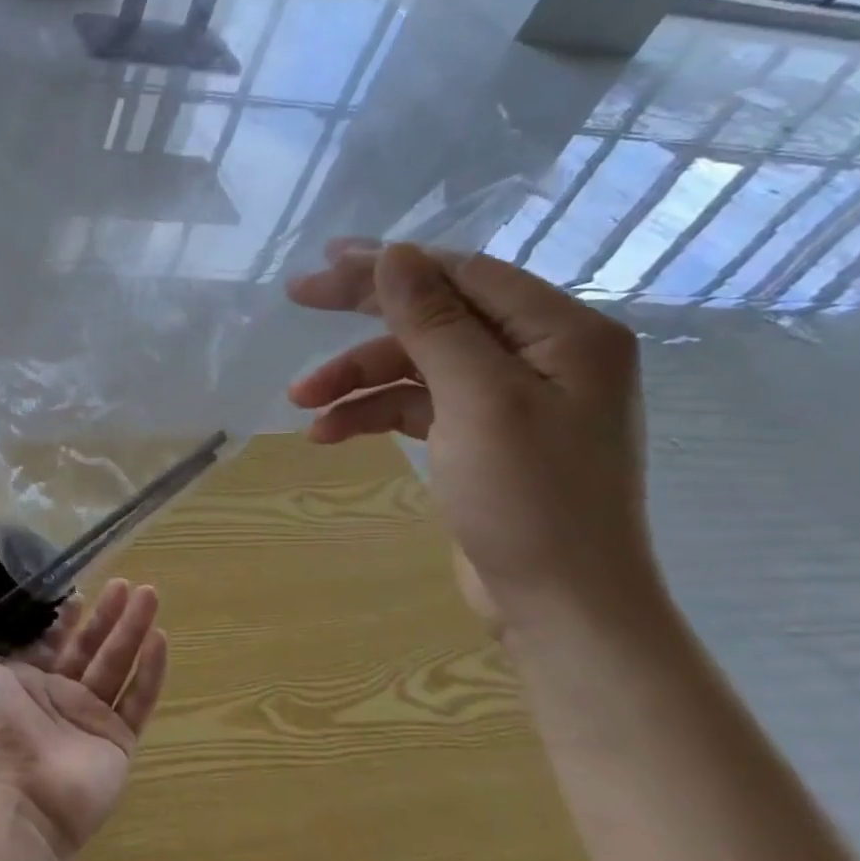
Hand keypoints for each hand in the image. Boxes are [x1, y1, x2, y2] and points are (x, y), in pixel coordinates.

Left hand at [0, 577, 167, 860]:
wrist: (19, 801)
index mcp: (28, 680)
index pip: (54, 640)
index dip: (68, 616)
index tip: (81, 589)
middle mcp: (61, 695)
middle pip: (92, 646)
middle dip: (109, 615)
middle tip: (127, 583)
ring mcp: (92, 718)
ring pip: (118, 664)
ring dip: (134, 630)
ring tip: (150, 594)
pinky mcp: (118, 740)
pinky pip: (138, 699)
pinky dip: (151, 670)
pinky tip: (160, 639)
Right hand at [287, 242, 660, 633]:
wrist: (560, 608)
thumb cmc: (529, 498)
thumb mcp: (477, 399)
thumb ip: (434, 321)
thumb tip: (395, 252)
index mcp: (563, 334)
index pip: (463, 274)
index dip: (390, 265)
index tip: (322, 264)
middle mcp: (542, 355)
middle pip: (435, 314)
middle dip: (363, 314)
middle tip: (297, 297)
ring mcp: (511, 398)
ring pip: (416, 363)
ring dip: (356, 379)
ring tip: (302, 403)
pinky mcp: (481, 436)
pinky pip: (415, 404)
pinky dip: (371, 413)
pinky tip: (328, 434)